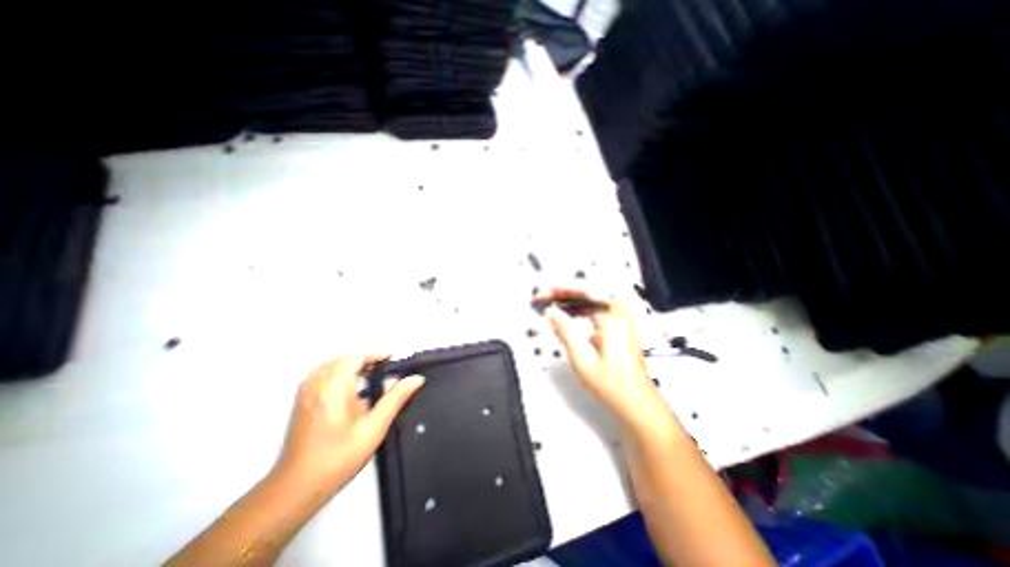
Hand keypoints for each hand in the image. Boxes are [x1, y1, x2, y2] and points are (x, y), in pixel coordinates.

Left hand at [270, 354, 421, 495]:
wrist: (296, 488)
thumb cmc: (339, 457)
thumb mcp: (374, 427)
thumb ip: (396, 398)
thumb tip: (415, 379)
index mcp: (334, 387)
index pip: (355, 356)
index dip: (375, 354)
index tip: (392, 360)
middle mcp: (316, 384)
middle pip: (343, 358)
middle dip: (366, 359)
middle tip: (385, 370)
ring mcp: (305, 393)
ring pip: (331, 365)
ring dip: (351, 366)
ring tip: (370, 378)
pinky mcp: (301, 402)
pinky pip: (321, 375)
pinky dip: (338, 374)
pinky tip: (349, 391)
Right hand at [546, 291, 669, 432]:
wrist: (635, 401)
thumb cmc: (615, 385)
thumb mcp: (583, 359)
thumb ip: (565, 332)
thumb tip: (552, 313)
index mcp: (615, 318)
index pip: (588, 291)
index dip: (565, 288)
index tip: (549, 290)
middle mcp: (620, 315)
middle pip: (589, 293)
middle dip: (565, 293)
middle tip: (546, 296)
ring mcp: (620, 320)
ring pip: (591, 301)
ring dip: (570, 301)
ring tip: (551, 304)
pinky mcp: (617, 326)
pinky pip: (595, 310)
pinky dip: (578, 311)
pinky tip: (566, 315)